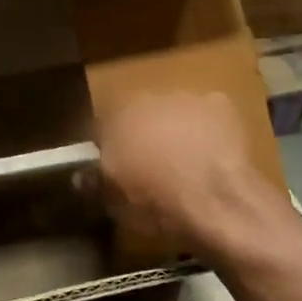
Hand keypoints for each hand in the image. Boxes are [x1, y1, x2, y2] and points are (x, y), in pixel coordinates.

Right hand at [86, 91, 268, 257]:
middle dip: (142, 136)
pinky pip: (207, 116)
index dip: (106, 150)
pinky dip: (207, 130)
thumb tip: (80, 177)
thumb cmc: (157, 203)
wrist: (217, 201)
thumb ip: (94, 183)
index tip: (112, 171)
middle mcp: (147, 98)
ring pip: (174, 112)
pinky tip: (212, 155)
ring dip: (175, 130)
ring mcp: (186, 97)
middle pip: (139, 116)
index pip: (100, 128)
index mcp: (114, 118)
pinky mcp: (221, 104)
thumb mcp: (114, 203)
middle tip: (150, 167)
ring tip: (185, 163)